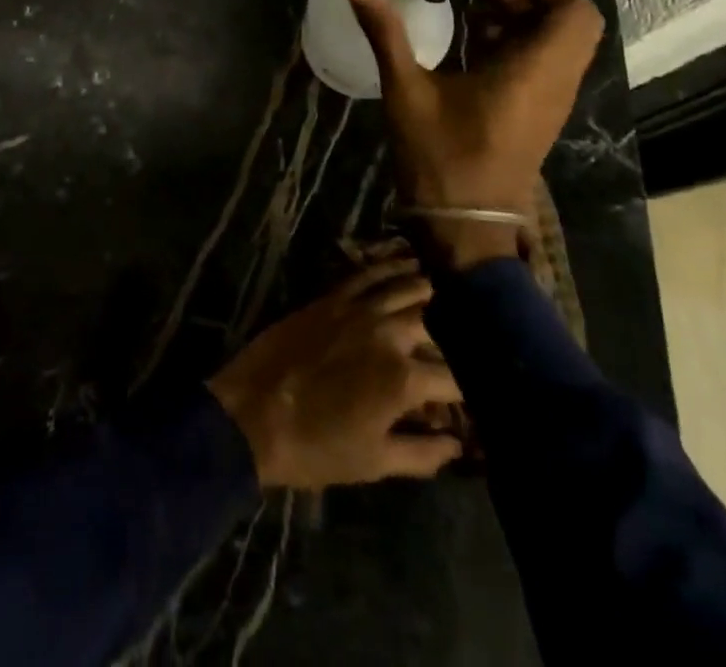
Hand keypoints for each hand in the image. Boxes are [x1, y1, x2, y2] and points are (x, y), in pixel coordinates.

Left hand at [206, 258, 463, 489]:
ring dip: (427, 291)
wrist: (254, 415)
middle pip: (434, 326)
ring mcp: (357, 309)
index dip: (467, 392)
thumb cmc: (316, 448)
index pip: (454, 379)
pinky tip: (404, 263)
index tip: (471, 399)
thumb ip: (423, 453)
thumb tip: (457, 444)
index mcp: (403, 379)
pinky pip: (367, 273)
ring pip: (404, 288)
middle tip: (463, 343)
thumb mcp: (375, 463)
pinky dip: (389, 266)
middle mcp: (387, 334)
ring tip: (444, 292)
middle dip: (452, 338)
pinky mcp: (331, 297)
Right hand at [347, 0, 605, 268]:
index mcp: (534, 71)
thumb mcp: (405, 89)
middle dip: (532, 3)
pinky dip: (523, 51)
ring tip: (476, 28)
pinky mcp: (541, 119)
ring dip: (526, 27)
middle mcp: (556, 84)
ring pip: (564, 47)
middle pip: (575, 25)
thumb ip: (384, 32)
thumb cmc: (438, 156)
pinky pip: (549, 69)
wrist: (464, 227)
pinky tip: (475, 59)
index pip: (577, 11)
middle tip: (484, 5)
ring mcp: (552, 104)